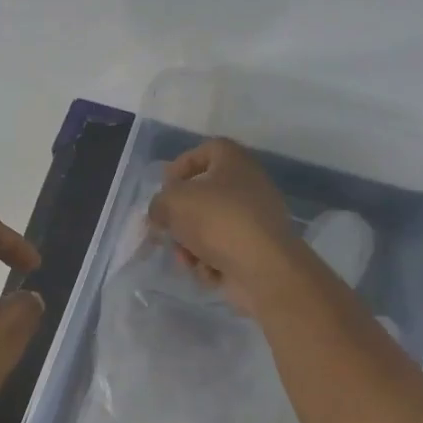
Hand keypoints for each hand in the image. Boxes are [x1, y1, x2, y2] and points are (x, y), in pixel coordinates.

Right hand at [147, 138, 302, 313]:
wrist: (264, 267)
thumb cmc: (218, 221)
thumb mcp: (174, 202)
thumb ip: (158, 203)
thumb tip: (160, 214)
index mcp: (234, 162)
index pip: (206, 150)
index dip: (181, 165)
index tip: (165, 188)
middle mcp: (248, 186)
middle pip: (203, 197)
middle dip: (181, 219)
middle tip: (166, 231)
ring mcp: (254, 220)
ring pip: (209, 229)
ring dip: (191, 246)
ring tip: (187, 260)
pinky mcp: (255, 250)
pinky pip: (223, 251)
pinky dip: (211, 262)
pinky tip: (210, 271)